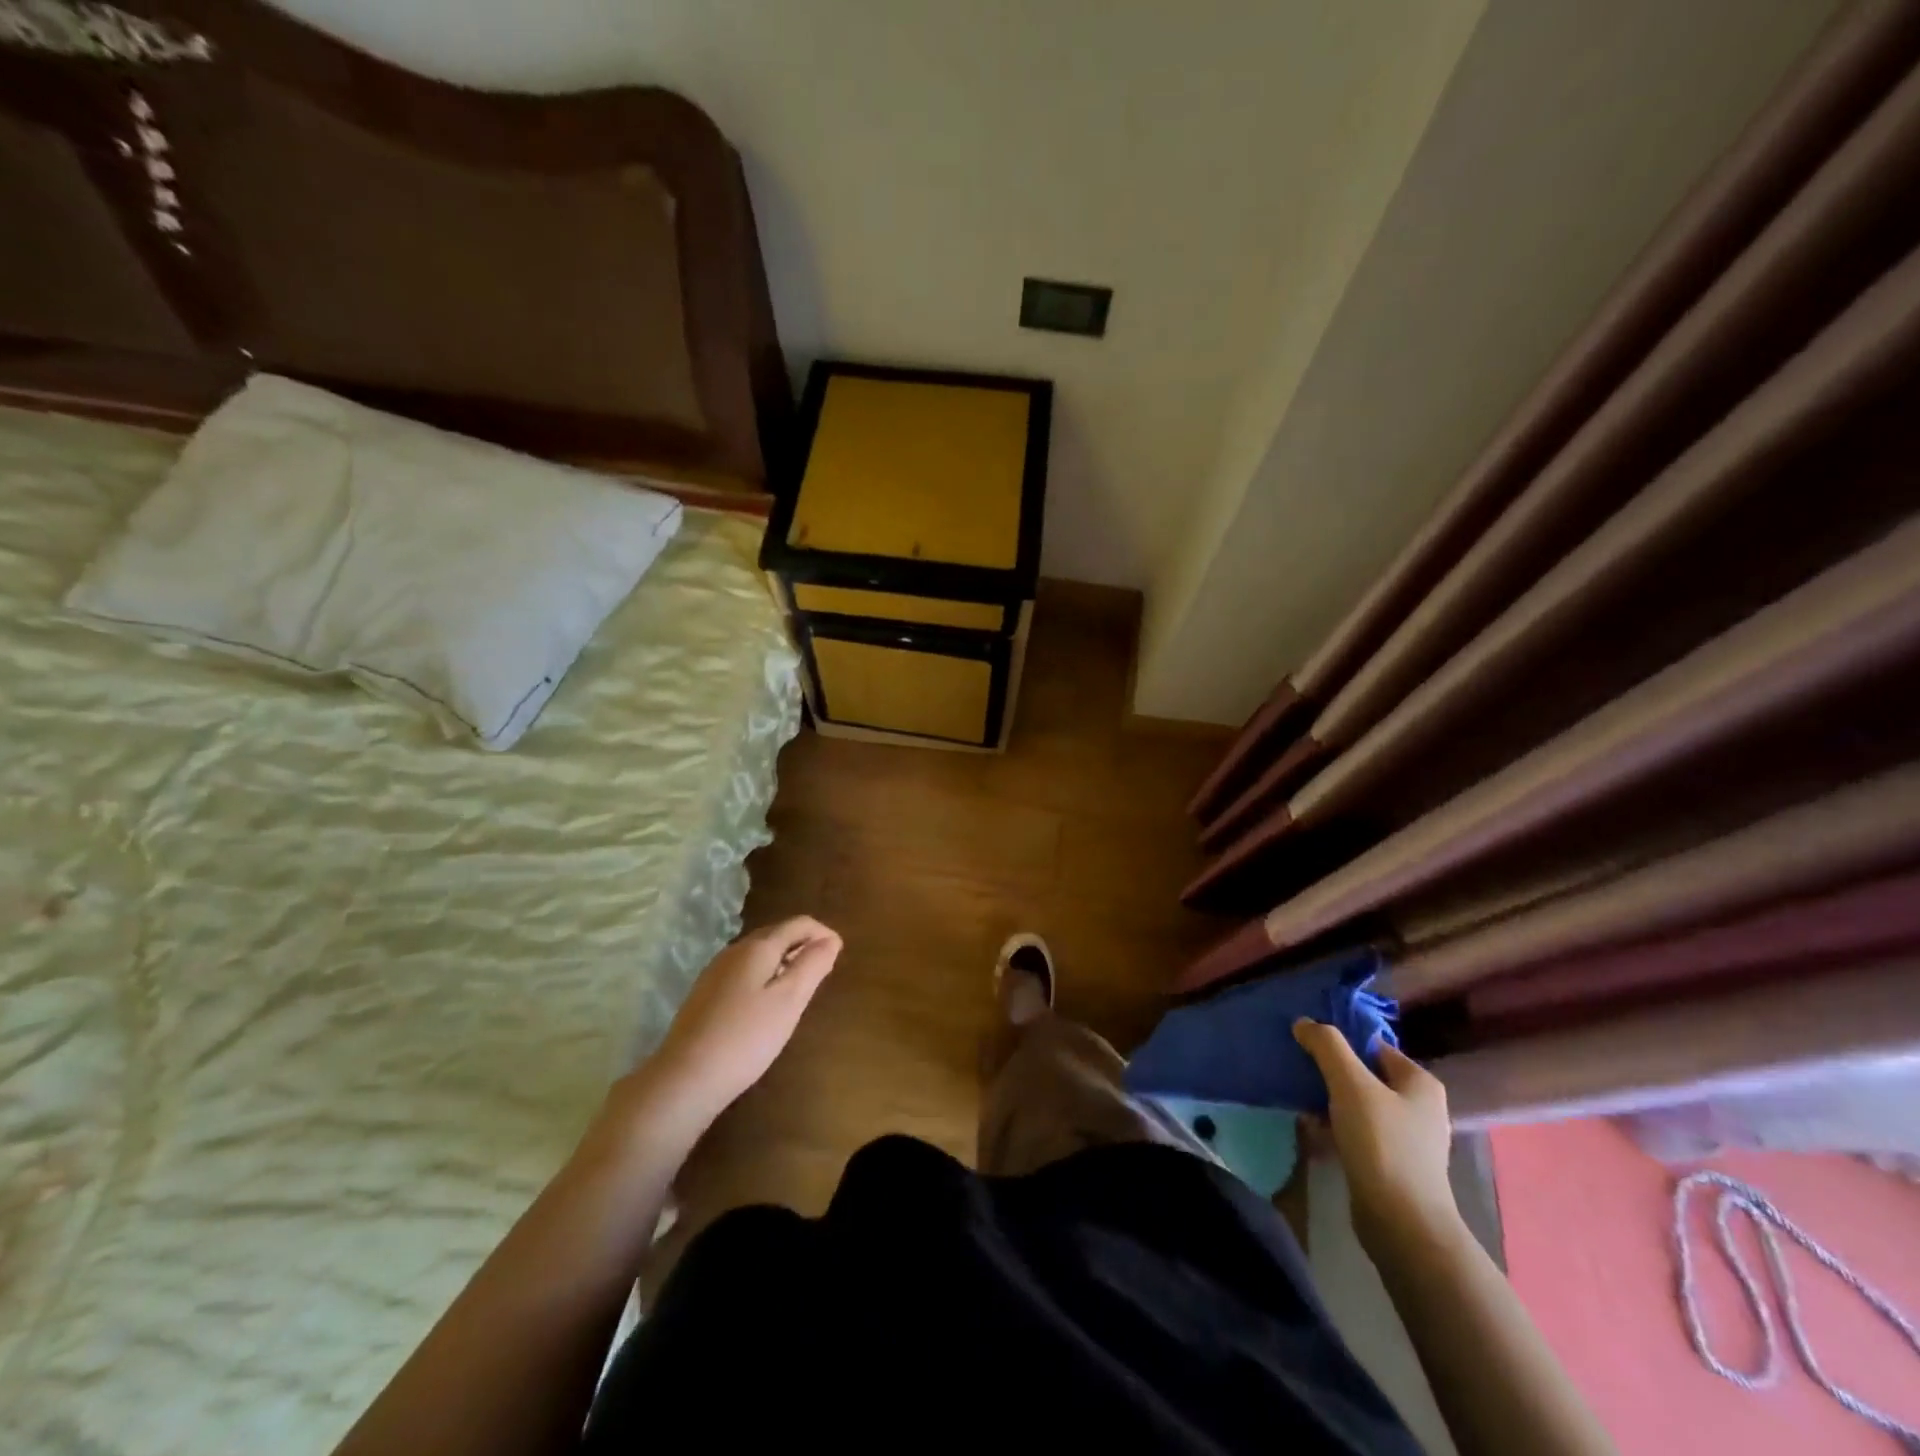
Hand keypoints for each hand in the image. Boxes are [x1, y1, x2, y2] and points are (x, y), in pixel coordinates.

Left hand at [646, 917, 841, 1118]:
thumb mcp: (789, 1001)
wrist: (685, 1079)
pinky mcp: (705, 994)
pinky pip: (744, 972)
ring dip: (784, 961)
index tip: (839, 954)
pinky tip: (766, 1006)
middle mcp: (735, 950)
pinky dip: (765, 976)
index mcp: (758, 947)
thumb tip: (830, 940)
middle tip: (823, 971)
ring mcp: (716, 971)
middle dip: (803, 945)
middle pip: (777, 934)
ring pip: (759, 954)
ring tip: (799, 989)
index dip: (823, 933)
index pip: (799, 924)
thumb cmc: (746, 1037)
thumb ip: (812, 965)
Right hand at [1293, 1020, 1457, 1248]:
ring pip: (1357, 1103)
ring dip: (1327, 1099)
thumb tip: (1304, 1023)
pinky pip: (1356, 1130)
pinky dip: (1333, 1125)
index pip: (1373, 1045)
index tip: (1305, 1042)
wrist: (1401, 1223)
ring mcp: (1406, 1137)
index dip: (1339, 1041)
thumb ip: (1327, 1046)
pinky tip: (1310, 1128)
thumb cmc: (1381, 1143)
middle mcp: (1418, 1106)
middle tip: (1297, 1068)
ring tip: (1298, 1097)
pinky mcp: (1390, 1162)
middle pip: (1363, 1074)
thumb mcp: (1350, 1084)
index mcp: (1419, 1082)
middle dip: (1329, 1071)